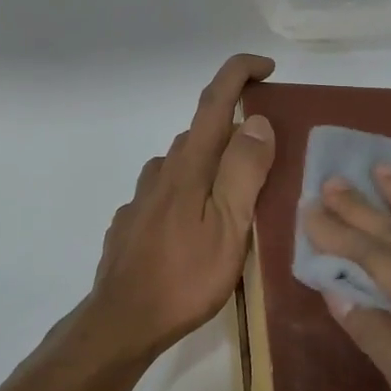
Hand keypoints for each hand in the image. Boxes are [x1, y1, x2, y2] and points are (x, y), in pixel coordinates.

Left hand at [82, 54, 277, 359]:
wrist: (122, 322)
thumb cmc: (184, 277)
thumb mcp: (229, 226)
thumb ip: (244, 171)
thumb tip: (257, 121)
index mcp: (189, 166)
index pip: (214, 101)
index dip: (239, 74)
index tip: (266, 68)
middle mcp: (162, 171)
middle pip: (201, 133)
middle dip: (234, 132)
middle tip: (268, 158)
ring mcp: (142, 198)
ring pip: (182, 164)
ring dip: (211, 166)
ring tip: (237, 199)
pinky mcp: (132, 222)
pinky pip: (167, 193)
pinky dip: (189, 193)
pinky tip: (197, 227)